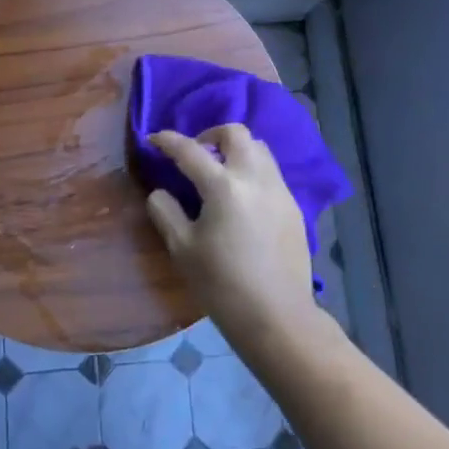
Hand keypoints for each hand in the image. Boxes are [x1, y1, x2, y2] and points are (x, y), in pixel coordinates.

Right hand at [144, 125, 318, 337]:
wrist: (276, 315)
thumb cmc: (222, 284)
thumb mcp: (182, 249)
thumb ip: (166, 212)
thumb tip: (160, 192)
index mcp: (223, 186)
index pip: (190, 150)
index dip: (168, 141)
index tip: (154, 139)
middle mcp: (255, 178)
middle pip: (236, 133)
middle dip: (210, 134)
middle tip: (195, 154)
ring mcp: (279, 190)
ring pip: (259, 148)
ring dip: (235, 150)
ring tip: (219, 172)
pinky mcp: (293, 206)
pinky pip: (271, 172)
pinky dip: (252, 170)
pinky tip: (241, 197)